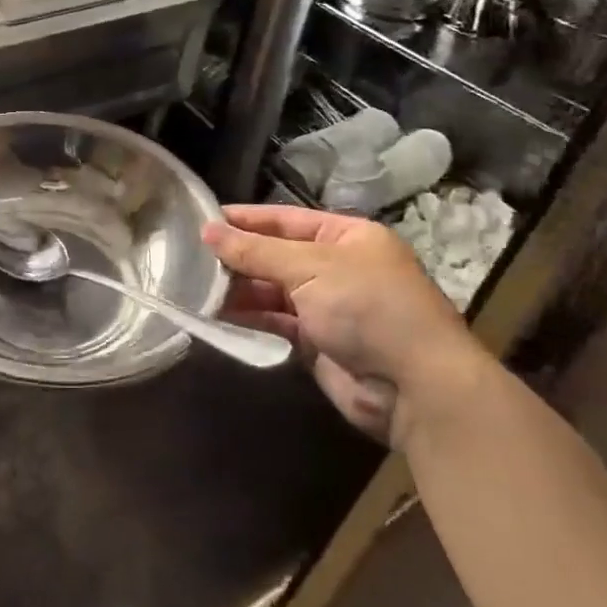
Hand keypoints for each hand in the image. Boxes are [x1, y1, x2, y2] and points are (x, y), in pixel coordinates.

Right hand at [202, 205, 485, 443]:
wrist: (415, 388)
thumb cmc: (367, 307)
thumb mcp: (310, 268)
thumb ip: (255, 251)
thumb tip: (208, 231)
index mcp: (348, 237)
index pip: (287, 219)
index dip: (246, 219)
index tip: (204, 219)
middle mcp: (339, 268)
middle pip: (277, 256)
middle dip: (239, 257)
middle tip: (190, 257)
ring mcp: (330, 307)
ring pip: (274, 291)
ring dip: (240, 290)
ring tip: (196, 286)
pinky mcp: (319, 343)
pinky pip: (277, 323)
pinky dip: (250, 318)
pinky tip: (217, 315)